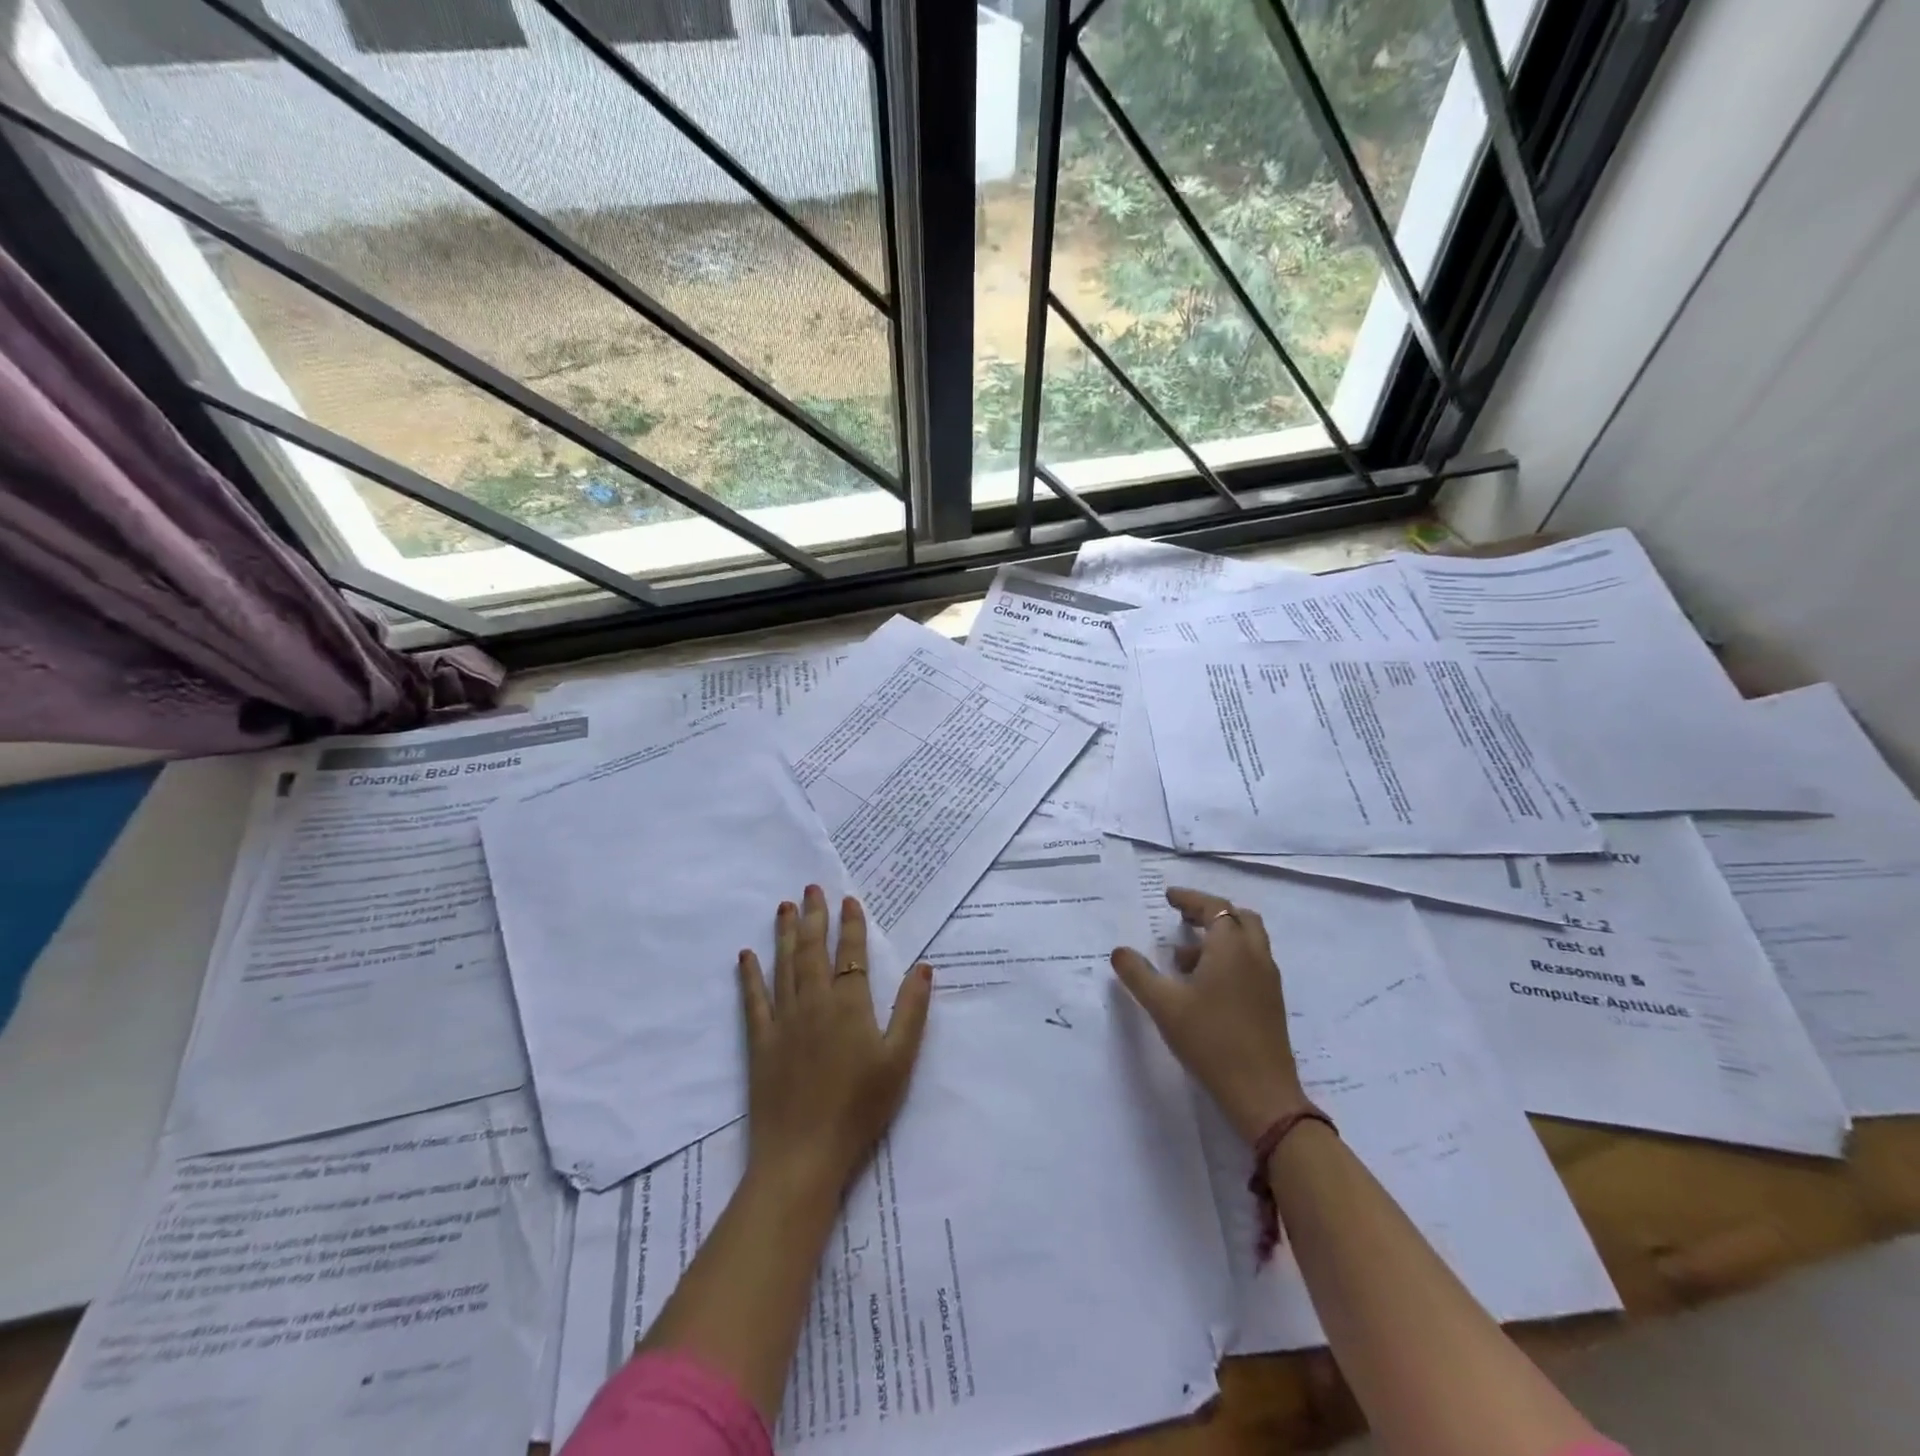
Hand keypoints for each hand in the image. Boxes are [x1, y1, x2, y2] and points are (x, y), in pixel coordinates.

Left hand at [738, 885, 932, 1205]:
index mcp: (850, 1004)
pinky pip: (753, 999)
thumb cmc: (860, 1107)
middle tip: (811, 888)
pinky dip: (750, 975)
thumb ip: (912, 1010)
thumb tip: (923, 966)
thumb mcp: (900, 1060)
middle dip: (813, 916)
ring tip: (784, 906)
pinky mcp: (760, 1041)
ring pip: (784, 965)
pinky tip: (746, 955)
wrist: (804, 1153)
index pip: (851, 953)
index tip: (849, 899)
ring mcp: (783, 1020)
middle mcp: (814, 1001)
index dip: (851, 924)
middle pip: (812, 950)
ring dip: (784, 933)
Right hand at [1111, 886, 1306, 1143]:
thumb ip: (1137, 974)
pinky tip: (1202, 986)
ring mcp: (1268, 981)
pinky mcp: (1270, 1003)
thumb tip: (1119, 951)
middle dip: (1209, 913)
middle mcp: (1255, 956)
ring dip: (1218, 939)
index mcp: (1232, 947)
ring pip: (1246, 943)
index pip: (1214, 907)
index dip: (1190, 899)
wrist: (1262, 1094)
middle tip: (1182, 918)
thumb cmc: (1210, 1040)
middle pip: (1238, 918)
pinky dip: (1228, 959)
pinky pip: (1249, 964)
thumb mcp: (1164, 1005)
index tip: (1169, 897)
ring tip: (1181, 958)